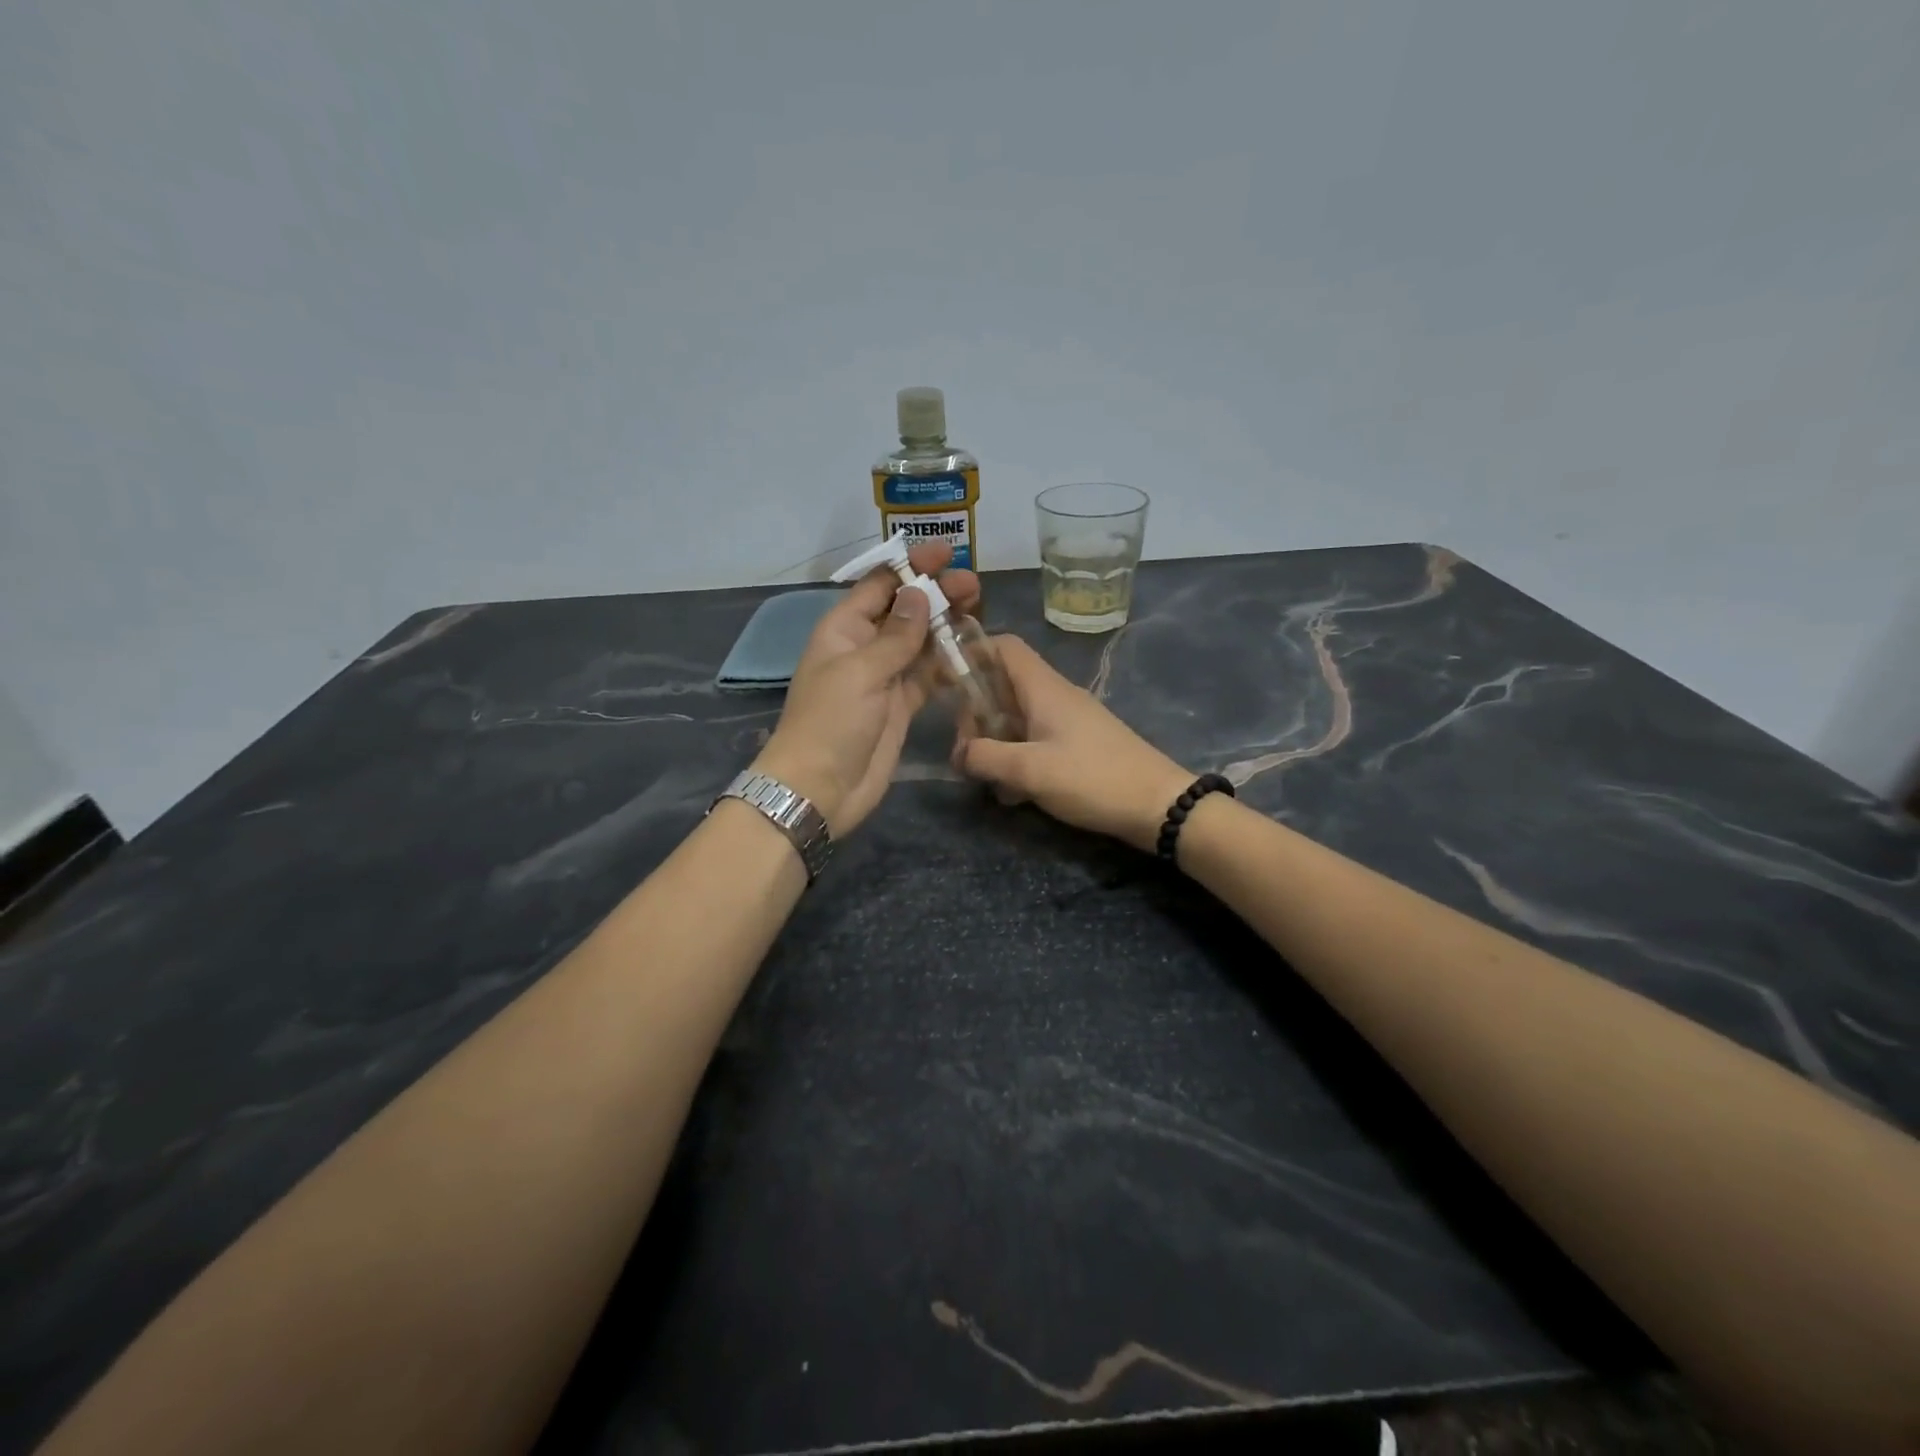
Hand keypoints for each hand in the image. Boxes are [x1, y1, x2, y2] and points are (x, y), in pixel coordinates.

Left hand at [753, 543, 979, 834]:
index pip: (880, 585)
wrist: (820, 789)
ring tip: (979, 611)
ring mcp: (884, 677)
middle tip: (974, 585)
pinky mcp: (901, 705)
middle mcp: (864, 647)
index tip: (947, 553)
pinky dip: (947, 663)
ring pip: (920, 641)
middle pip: (904, 610)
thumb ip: (896, 635)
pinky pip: (927, 675)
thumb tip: (919, 593)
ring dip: (946, 625)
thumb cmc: (831, 722)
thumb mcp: (861, 671)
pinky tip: (972, 652)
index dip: (912, 566)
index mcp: (844, 629)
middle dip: (936, 594)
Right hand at [954, 635, 1194, 851]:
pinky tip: (1013, 793)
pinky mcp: (1077, 746)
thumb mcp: (1030, 770)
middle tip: (966, 752)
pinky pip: (1035, 742)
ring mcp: (1068, 722)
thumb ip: (986, 757)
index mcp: (1043, 688)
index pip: (1003, 646)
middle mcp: (1054, 696)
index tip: (946, 682)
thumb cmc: (1093, 779)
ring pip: (1017, 718)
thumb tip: (960, 753)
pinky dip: (1018, 759)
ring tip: (984, 776)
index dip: (972, 653)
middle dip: (976, 714)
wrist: (1159, 806)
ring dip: (995, 742)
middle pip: (1003, 686)